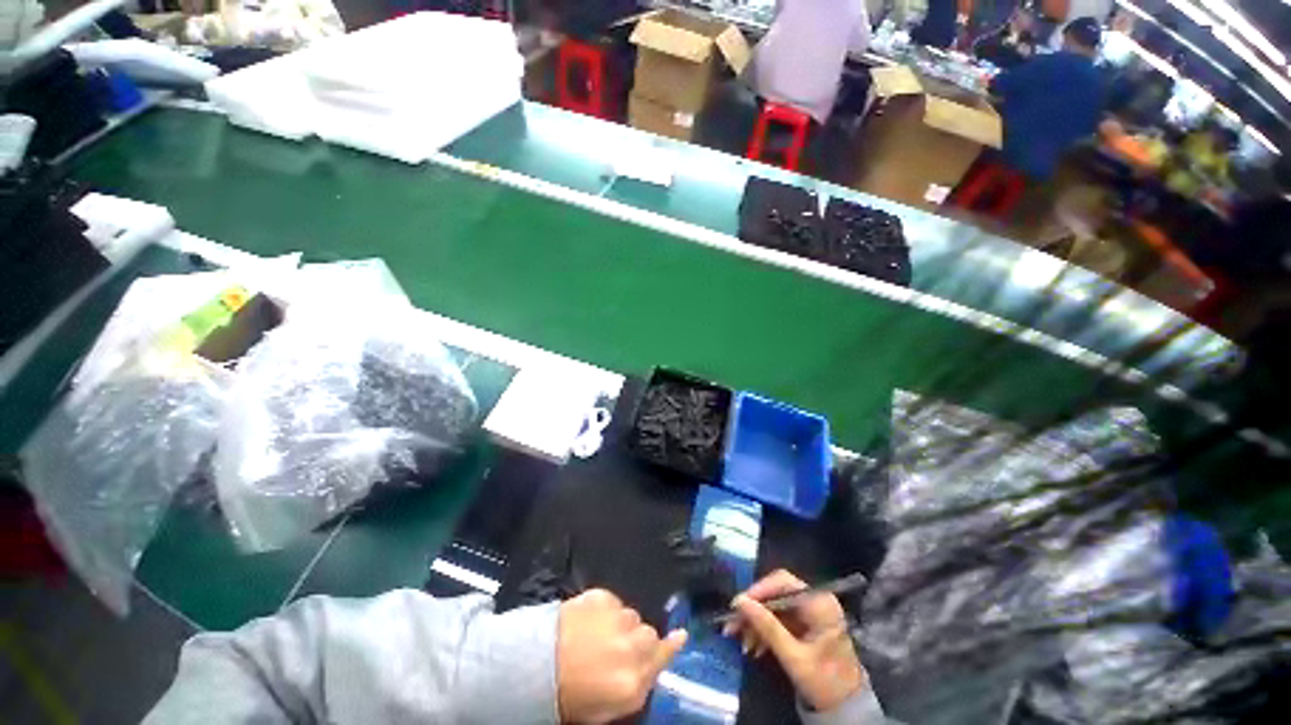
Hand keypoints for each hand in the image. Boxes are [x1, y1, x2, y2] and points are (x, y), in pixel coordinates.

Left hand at [557, 589, 687, 723]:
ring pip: (632, 616)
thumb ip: (638, 685)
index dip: (672, 646)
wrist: (531, 664)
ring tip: (598, 635)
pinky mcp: (602, 596)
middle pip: (649, 634)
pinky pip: (614, 602)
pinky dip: (606, 610)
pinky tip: (589, 621)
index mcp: (632, 681)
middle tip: (619, 648)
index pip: (663, 658)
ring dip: (621, 624)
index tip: (680, 636)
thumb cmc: (569, 694)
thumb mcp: (606, 705)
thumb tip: (658, 662)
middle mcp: (631, 647)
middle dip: (638, 639)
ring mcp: (617, 618)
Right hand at [723, 570, 865, 712]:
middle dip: (753, 610)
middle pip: (775, 593)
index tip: (738, 605)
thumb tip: (740, 602)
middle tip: (732, 624)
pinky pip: (777, 619)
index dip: (759, 590)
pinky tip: (753, 646)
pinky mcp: (802, 624)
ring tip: (740, 641)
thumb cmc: (825, 682)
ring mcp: (808, 612)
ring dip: (755, 622)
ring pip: (773, 607)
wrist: (846, 709)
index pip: (783, 582)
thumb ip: (768, 627)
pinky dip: (764, 630)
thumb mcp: (794, 657)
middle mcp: (814, 600)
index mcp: (819, 602)